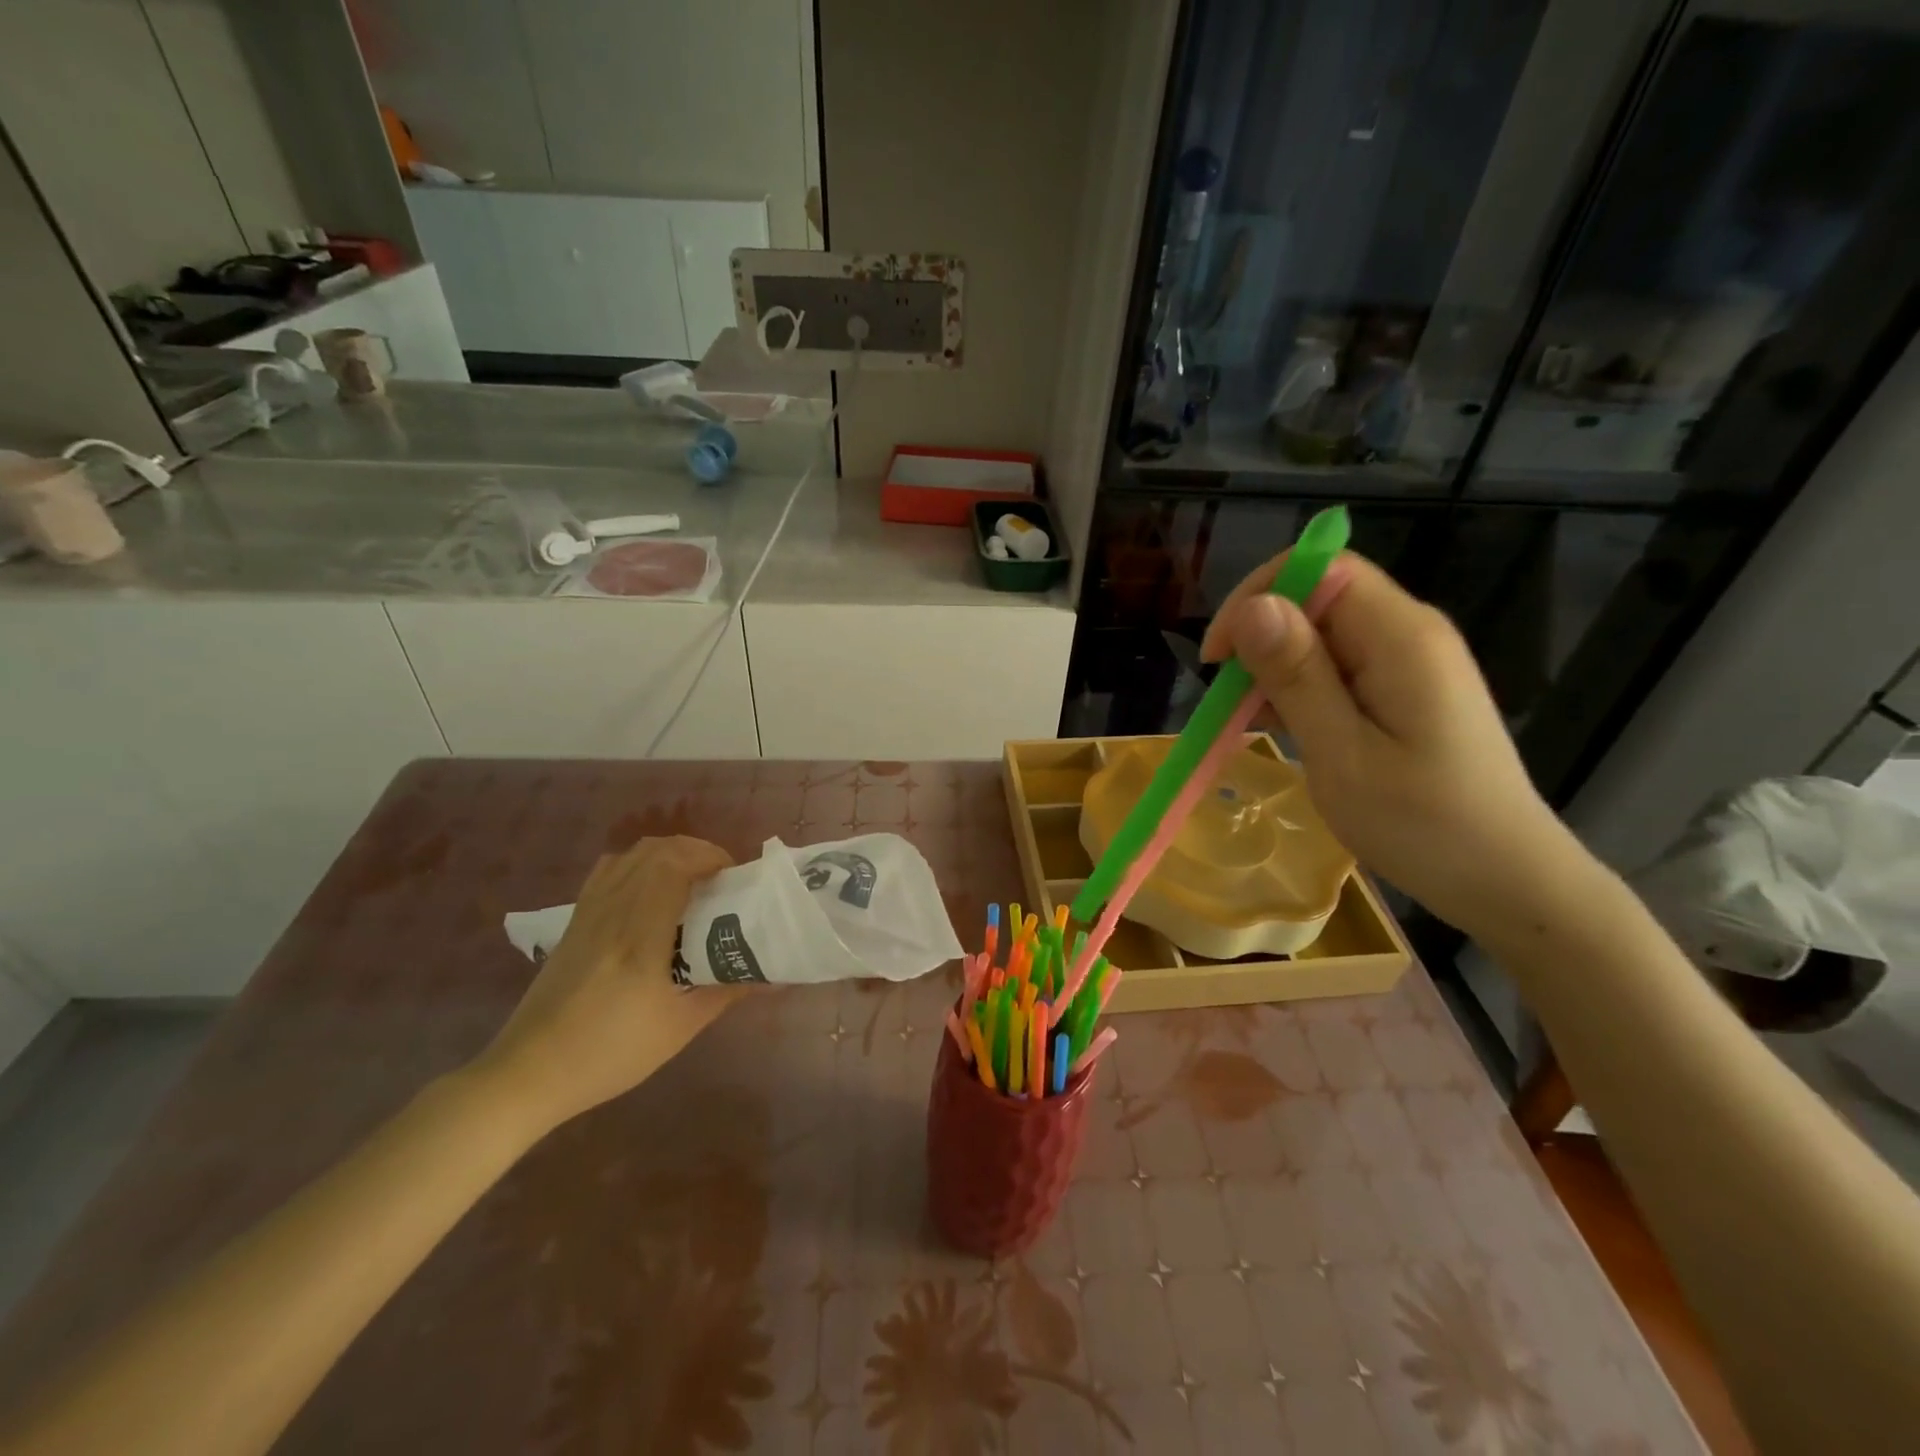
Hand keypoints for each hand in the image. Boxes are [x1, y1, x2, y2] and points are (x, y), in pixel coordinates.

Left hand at [472, 836, 739, 1132]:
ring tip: (692, 880)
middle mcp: (612, 913)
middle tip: (721, 878)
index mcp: (640, 938)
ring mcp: (588, 913)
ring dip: (669, 854)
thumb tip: (769, 974)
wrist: (529, 1073)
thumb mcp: (679, 1029)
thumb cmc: (610, 1054)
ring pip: (631, 854)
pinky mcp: (574, 920)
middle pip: (655, 851)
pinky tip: (651, 890)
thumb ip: (726, 991)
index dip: (709, 856)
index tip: (734, 876)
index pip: (673, 867)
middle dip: (696, 851)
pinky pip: (610, 870)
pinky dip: (639, 864)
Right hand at [1201, 551, 1579, 936]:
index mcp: (1402, 638)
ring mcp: (1411, 662)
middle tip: (1229, 702)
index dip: (1259, 595)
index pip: (1321, 569)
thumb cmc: (1423, 825)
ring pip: (1323, 634)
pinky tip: (1287, 728)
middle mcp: (1410, 634)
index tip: (1219, 658)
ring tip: (1252, 722)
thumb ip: (1298, 676)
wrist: (1506, 879)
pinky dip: (1301, 688)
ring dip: (1276, 668)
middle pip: (1319, 598)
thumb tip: (1253, 605)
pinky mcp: (1406, 689)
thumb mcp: (1343, 754)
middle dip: (1262, 638)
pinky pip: (1339, 665)